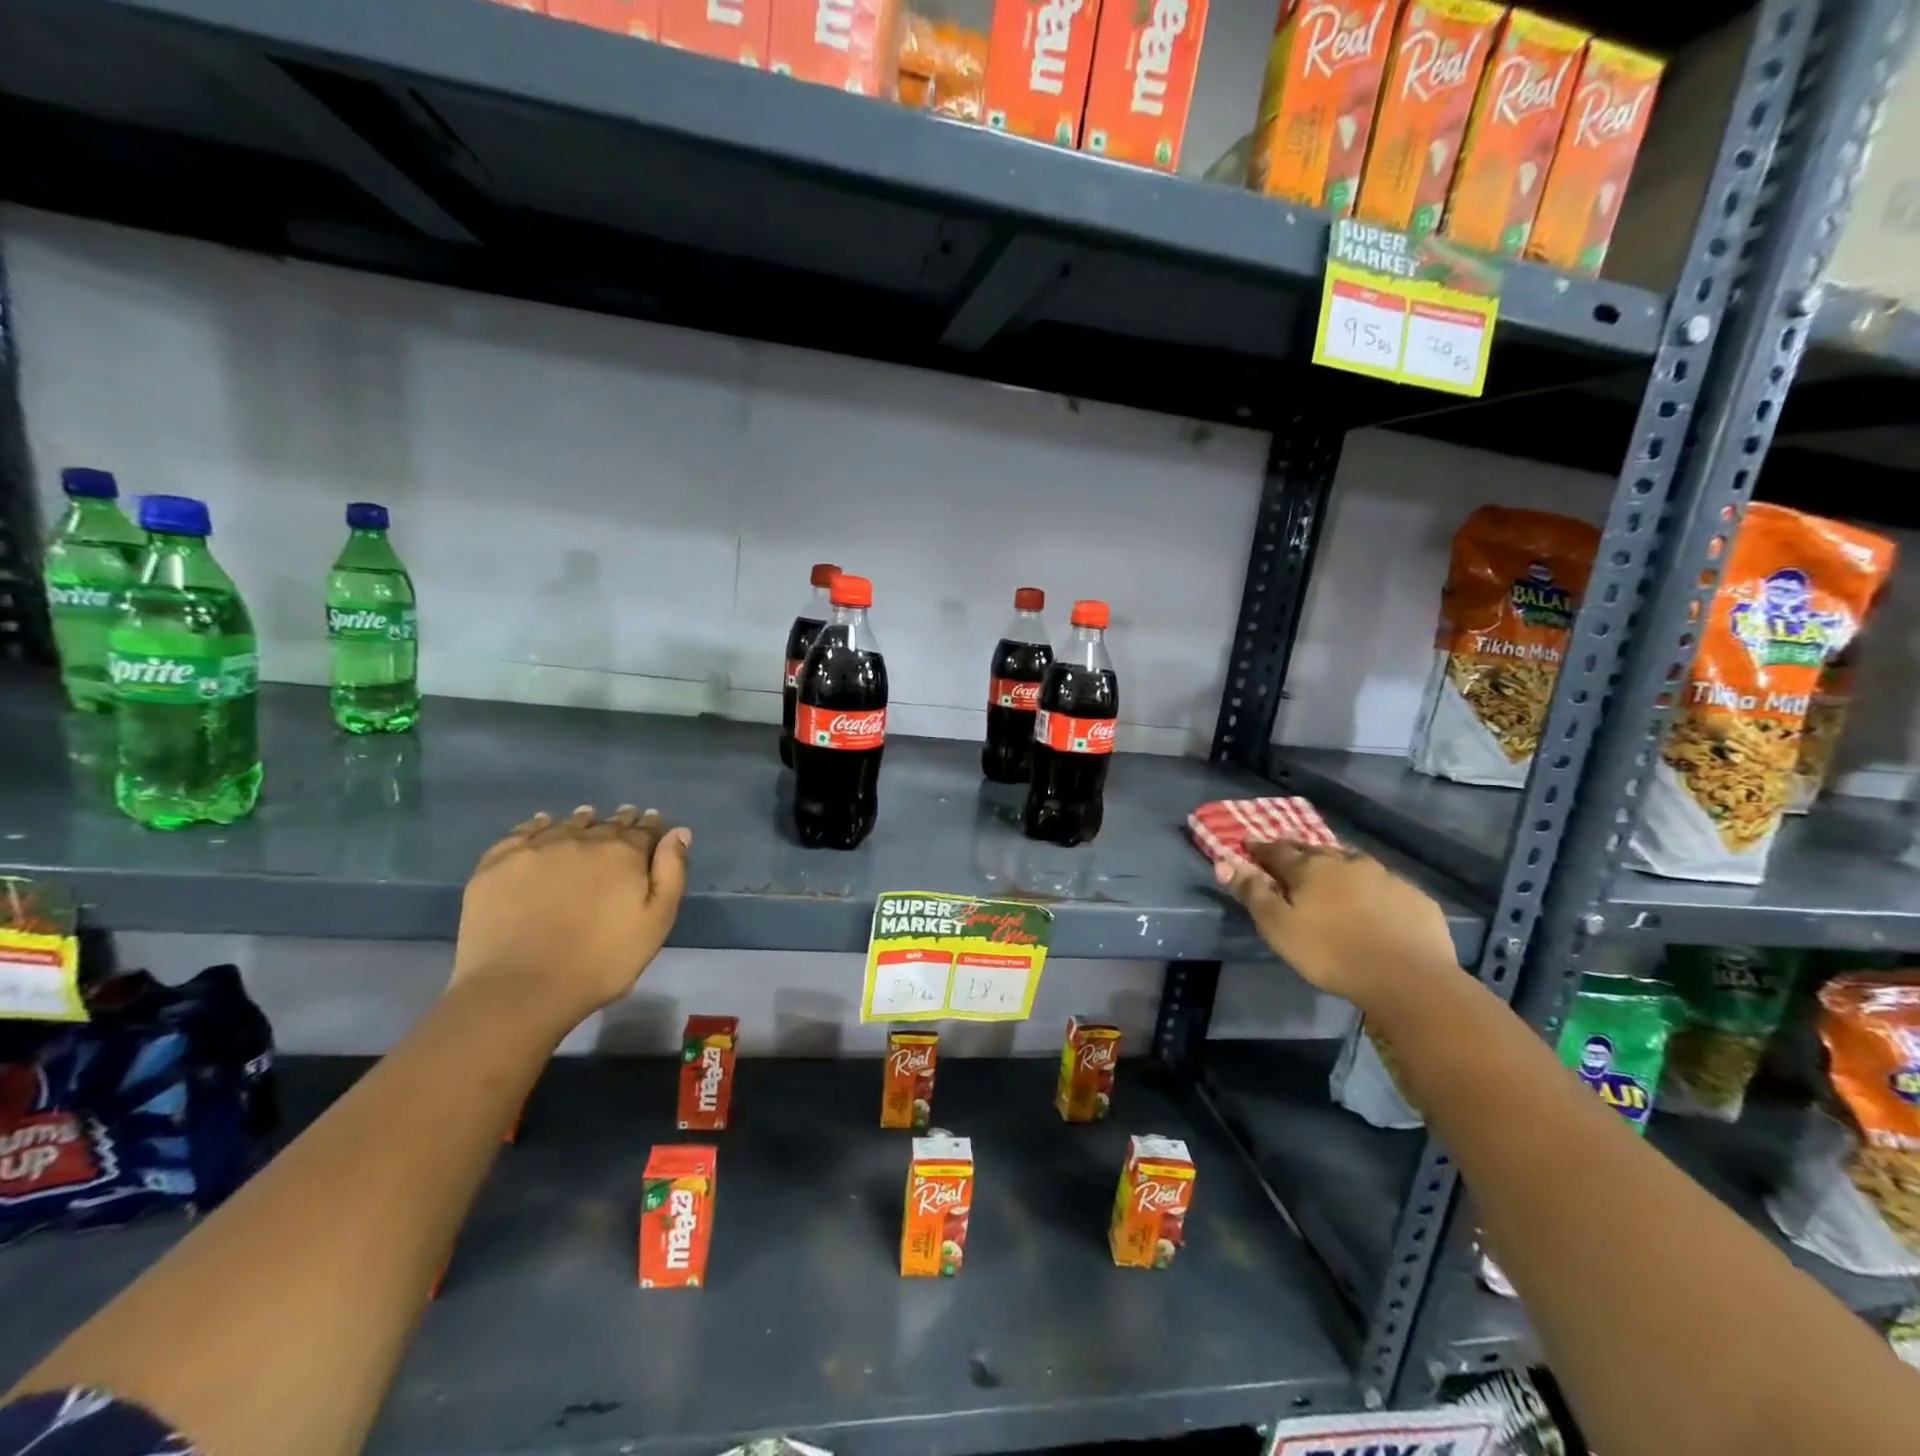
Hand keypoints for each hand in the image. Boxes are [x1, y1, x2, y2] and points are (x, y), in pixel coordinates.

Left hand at [452, 805, 690, 1028]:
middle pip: (606, 823)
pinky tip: (541, 825)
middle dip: (619, 822)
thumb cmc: (601, 961)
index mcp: (623, 853)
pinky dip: (538, 825)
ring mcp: (536, 848)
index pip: (643, 829)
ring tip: (587, 819)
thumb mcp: (656, 922)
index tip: (653, 823)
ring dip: (582, 821)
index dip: (651, 826)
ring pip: (566, 824)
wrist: (520, 988)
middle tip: (625, 820)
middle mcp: (581, 839)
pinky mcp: (497, 863)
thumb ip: (671, 872)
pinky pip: (522, 832)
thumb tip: (678, 832)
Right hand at [1214, 841, 1457, 1008]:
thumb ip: (1252, 894)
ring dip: (1337, 864)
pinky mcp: (1414, 897)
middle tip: (1287, 857)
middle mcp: (1346, 862)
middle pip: (1315, 850)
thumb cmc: (1331, 953)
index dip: (1259, 848)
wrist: (1409, 979)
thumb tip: (1225, 863)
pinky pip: (1385, 884)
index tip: (1248, 846)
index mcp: (1310, 868)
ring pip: (1353, 862)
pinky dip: (1371, 887)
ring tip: (1330, 874)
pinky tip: (1373, 902)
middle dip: (1297, 851)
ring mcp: (1385, 877)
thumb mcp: (1279, 928)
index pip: (1277, 850)